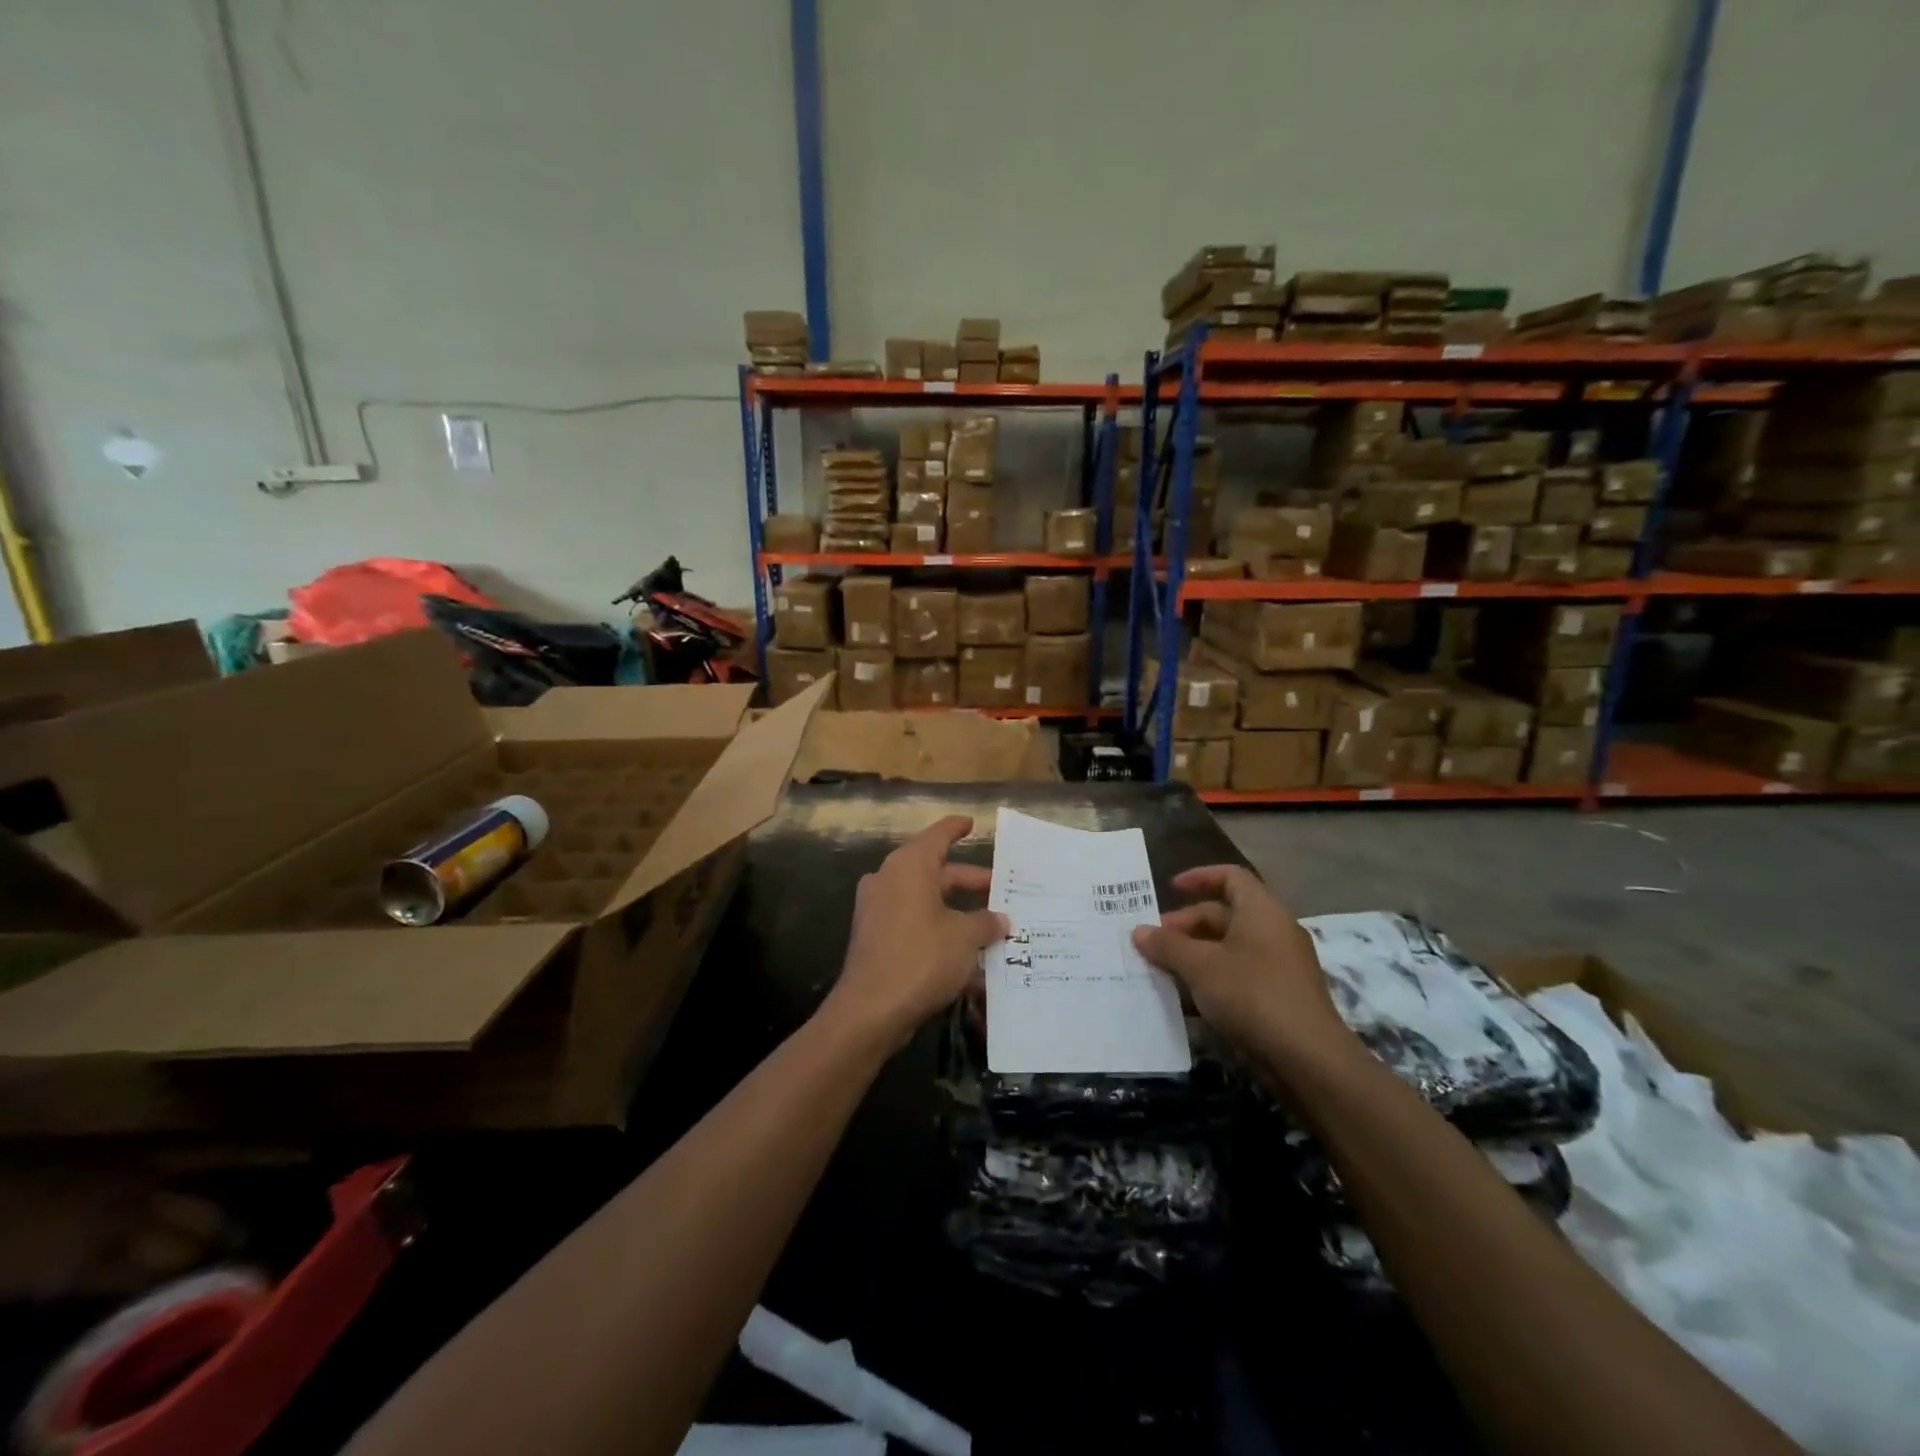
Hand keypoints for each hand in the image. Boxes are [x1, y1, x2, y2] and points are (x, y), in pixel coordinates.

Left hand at [825, 816, 1007, 1050]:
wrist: (870, 1010)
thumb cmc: (922, 958)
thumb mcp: (964, 937)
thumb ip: (985, 922)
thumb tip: (999, 919)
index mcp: (909, 866)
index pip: (937, 836)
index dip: (956, 828)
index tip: (971, 823)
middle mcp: (889, 879)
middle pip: (935, 871)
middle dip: (969, 881)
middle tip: (1001, 888)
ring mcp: (878, 909)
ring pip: (926, 899)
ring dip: (957, 910)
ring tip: (991, 923)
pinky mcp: (875, 937)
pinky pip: (914, 923)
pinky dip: (939, 929)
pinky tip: (966, 952)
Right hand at [1131, 865, 1352, 1068]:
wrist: (1308, 1059)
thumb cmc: (1252, 995)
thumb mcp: (1201, 966)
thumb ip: (1168, 945)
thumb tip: (1139, 931)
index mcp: (1262, 911)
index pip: (1230, 876)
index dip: (1198, 877)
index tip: (1169, 889)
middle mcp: (1275, 930)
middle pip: (1226, 913)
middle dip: (1187, 924)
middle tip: (1155, 942)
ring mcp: (1281, 964)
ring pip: (1231, 946)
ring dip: (1196, 953)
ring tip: (1164, 969)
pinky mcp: (1281, 995)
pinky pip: (1241, 972)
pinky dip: (1214, 976)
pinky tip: (1189, 996)